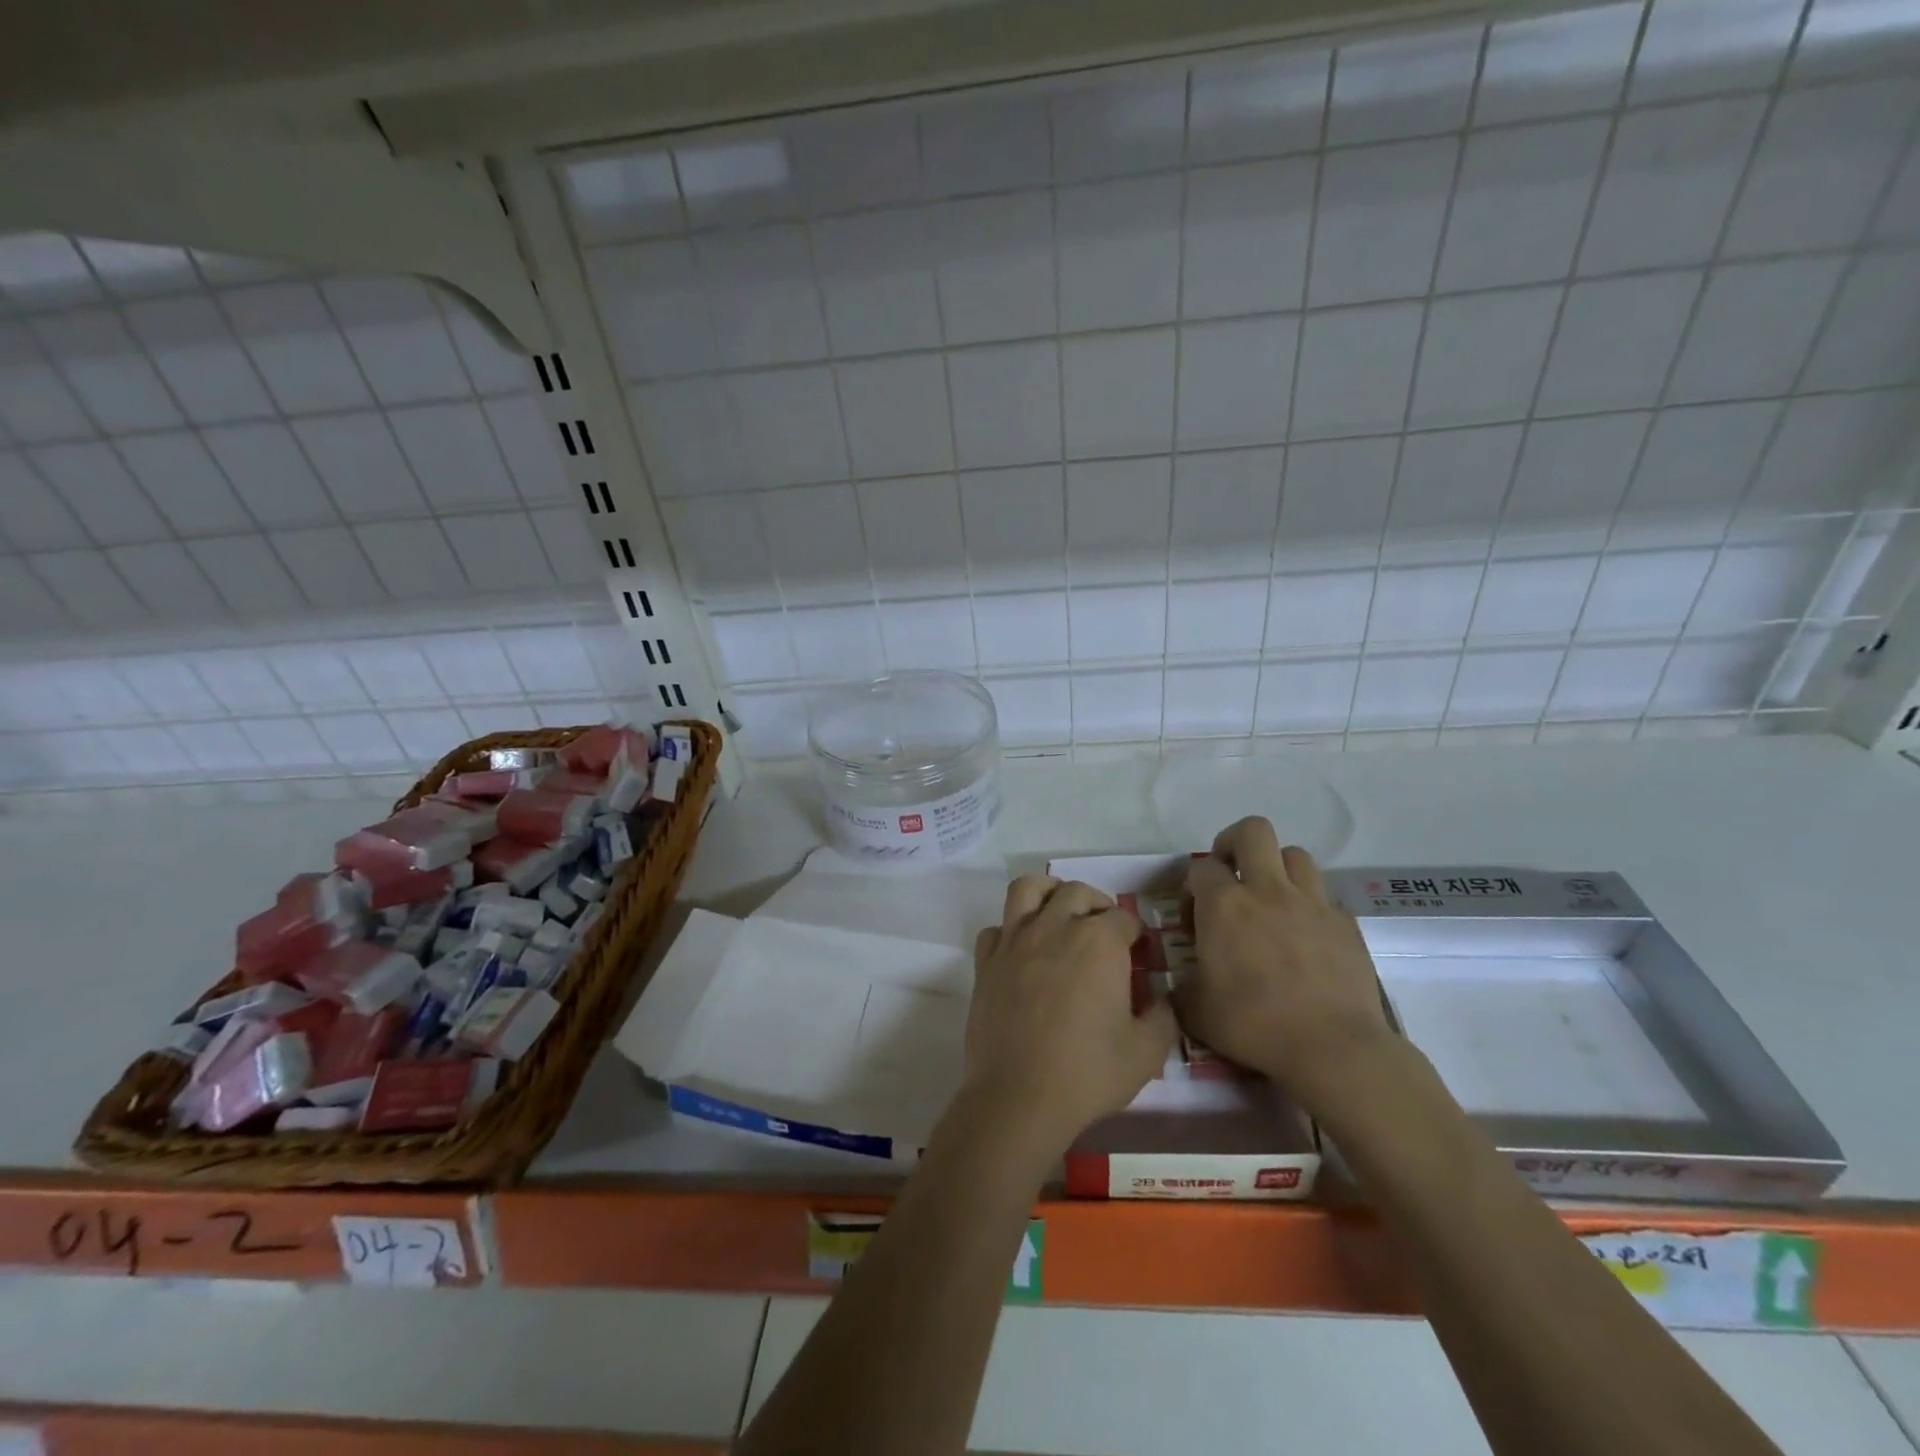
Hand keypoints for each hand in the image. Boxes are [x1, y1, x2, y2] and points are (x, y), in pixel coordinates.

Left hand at [965, 875, 1177, 1157]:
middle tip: (1104, 931)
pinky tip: (1021, 951)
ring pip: (1028, 890)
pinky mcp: (986, 961)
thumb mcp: (1146, 1053)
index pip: (1123, 918)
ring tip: (1059, 913)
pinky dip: (1009, 931)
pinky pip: (996, 929)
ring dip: (1048, 893)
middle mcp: (1055, 927)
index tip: (1138, 952)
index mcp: (1098, 942)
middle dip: (1097, 905)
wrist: (1018, 1096)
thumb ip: (1164, 1018)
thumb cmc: (1087, 1072)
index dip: (1134, 933)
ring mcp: (1014, 940)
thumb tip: (1166, 998)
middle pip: (1077, 892)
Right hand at [1178, 818, 1392, 1109]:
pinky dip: (1308, 906)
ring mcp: (1312, 903)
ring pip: (1295, 855)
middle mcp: (1268, 890)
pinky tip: (1303, 938)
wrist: (1333, 1047)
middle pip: (1253, 831)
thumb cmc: (1254, 1024)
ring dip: (1277, 869)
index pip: (1201, 867)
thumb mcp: (1195, 1010)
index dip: (1192, 887)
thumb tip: (1177, 983)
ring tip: (1269, 901)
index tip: (1194, 919)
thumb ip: (1180, 986)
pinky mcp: (1345, 924)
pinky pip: (1323, 897)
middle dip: (1234, 843)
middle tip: (1229, 876)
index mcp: (1225, 905)